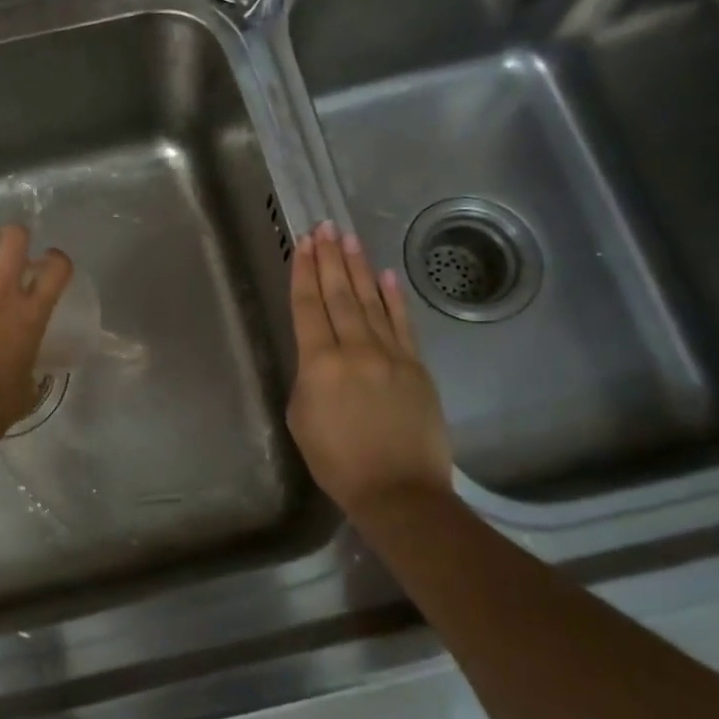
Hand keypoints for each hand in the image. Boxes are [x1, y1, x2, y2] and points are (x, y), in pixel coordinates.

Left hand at [0, 224, 73, 434]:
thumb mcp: (31, 376)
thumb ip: (32, 350)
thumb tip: (28, 349)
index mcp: (32, 314)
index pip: (57, 266)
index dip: (56, 260)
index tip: (47, 266)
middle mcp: (3, 291)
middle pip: (15, 235)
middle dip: (15, 238)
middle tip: (8, 254)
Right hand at [287, 222, 454, 512]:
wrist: (399, 491)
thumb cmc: (337, 462)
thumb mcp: (301, 419)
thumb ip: (307, 378)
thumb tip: (320, 358)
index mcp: (319, 364)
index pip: (308, 307)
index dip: (304, 273)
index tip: (302, 244)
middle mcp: (355, 349)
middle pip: (339, 295)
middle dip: (329, 259)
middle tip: (323, 227)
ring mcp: (390, 354)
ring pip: (370, 301)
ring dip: (358, 267)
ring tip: (348, 238)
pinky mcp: (416, 366)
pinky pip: (402, 323)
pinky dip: (393, 297)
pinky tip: (385, 275)